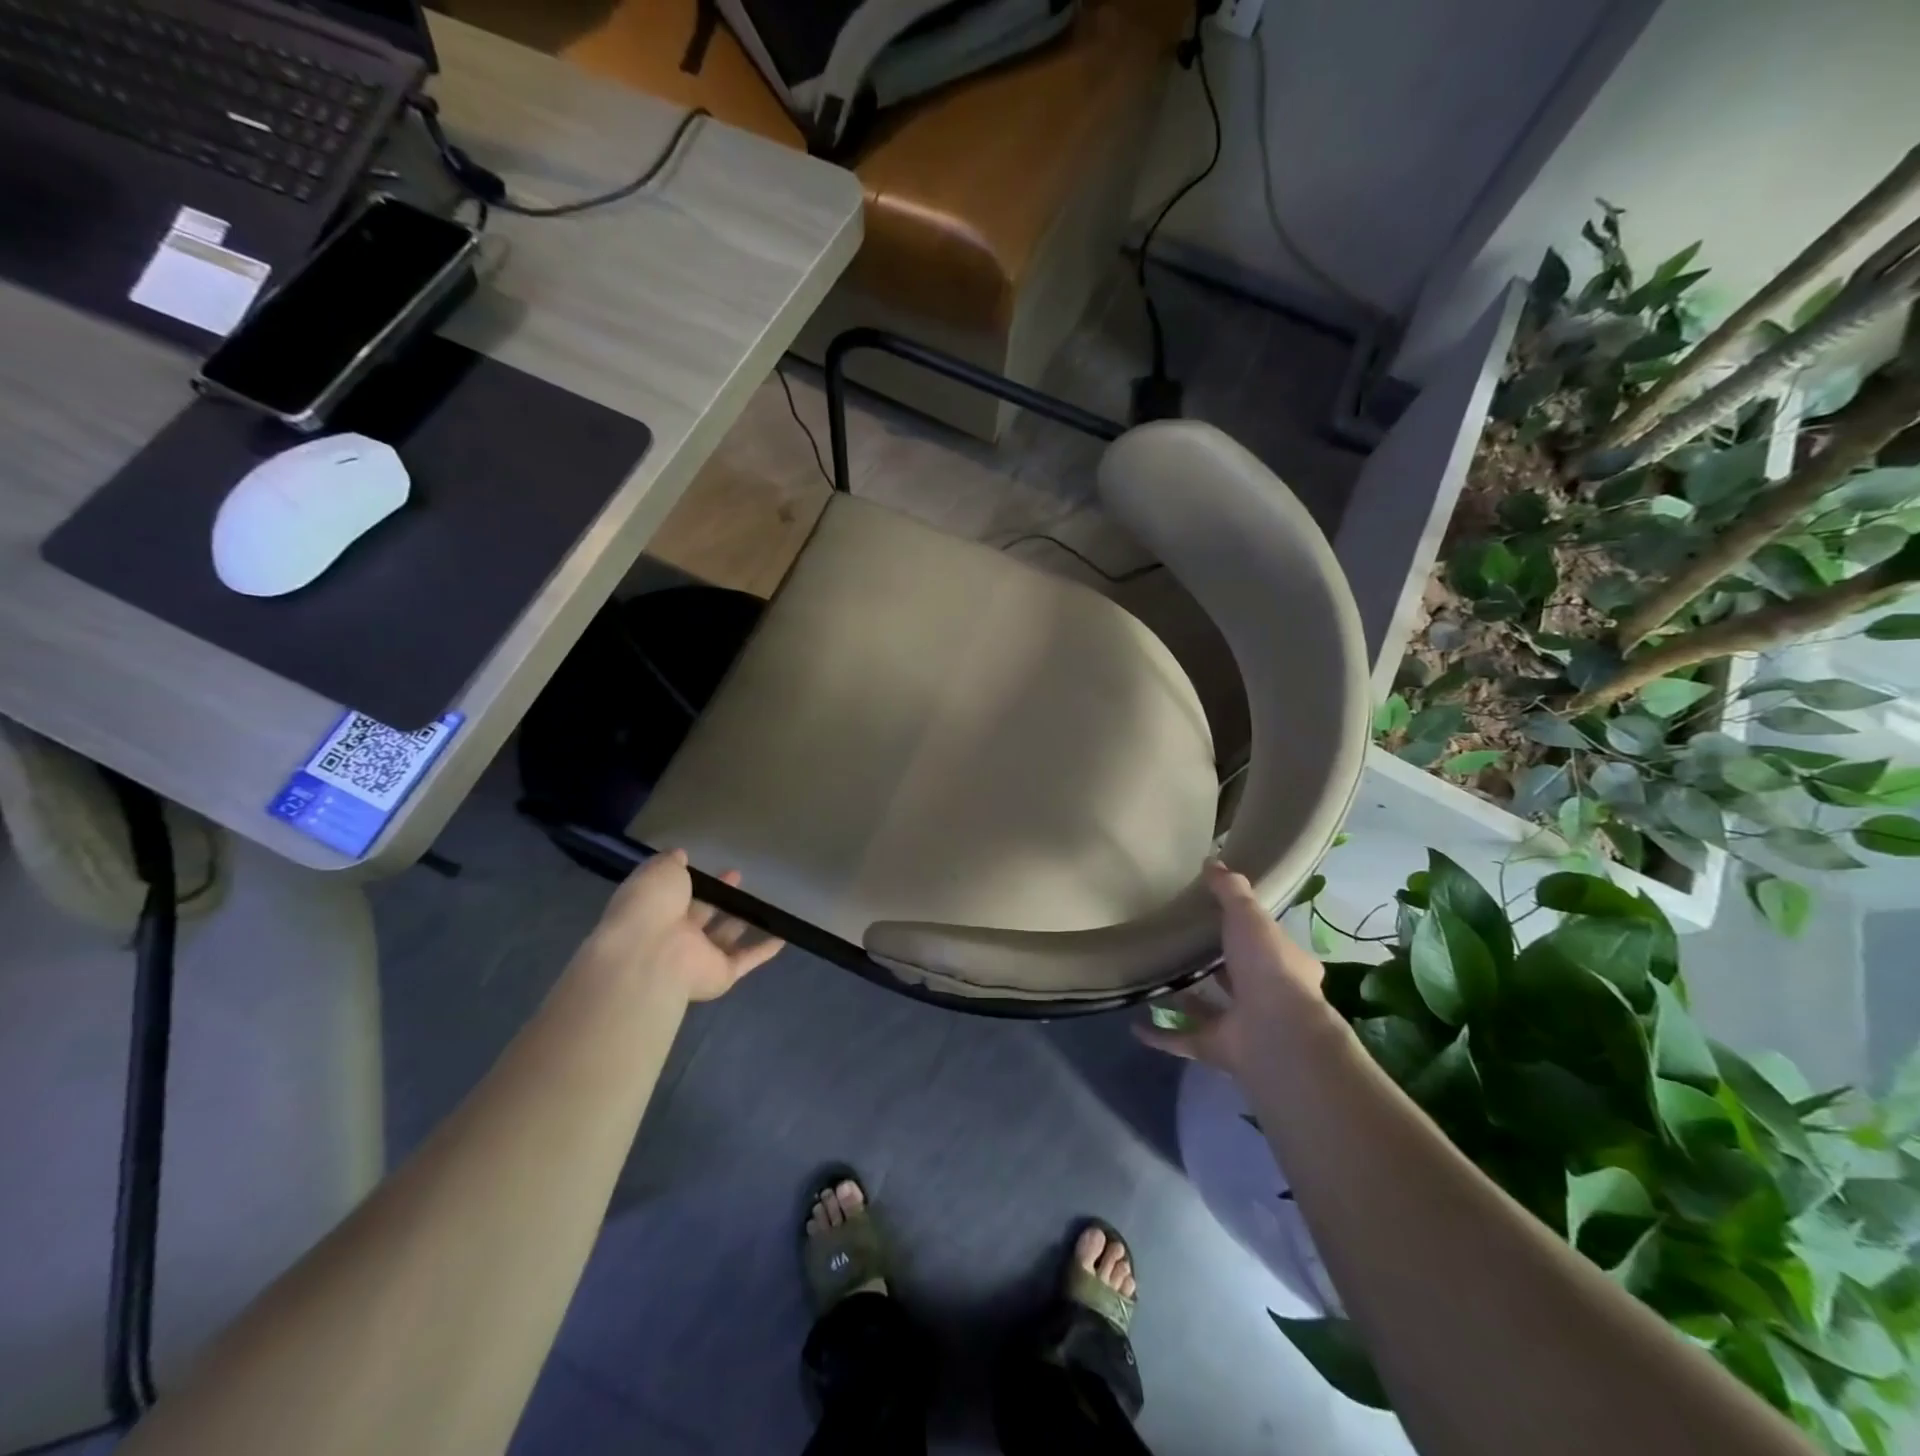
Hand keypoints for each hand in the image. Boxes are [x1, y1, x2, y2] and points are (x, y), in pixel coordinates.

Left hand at [584, 850, 783, 1002]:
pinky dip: (763, 951)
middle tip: (738, 876)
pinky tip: (782, 937)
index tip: (712, 867)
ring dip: (741, 922)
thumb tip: (680, 855)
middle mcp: (674, 935)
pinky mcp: (721, 975)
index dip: (694, 880)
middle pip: (701, 914)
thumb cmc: (651, 907)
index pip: (676, 894)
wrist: (651, 956)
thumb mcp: (659, 871)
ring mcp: (697, 957)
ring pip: (723, 937)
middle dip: (719, 896)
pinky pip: (745, 960)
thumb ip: (671, 863)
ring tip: (762, 902)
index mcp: (655, 910)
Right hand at [1135, 861, 1332, 1076]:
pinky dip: (1160, 1035)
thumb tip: (1212, 861)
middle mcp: (1269, 998)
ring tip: (1155, 980)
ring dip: (1186, 1001)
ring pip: (1209, 1011)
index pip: (1270, 945)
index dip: (1251, 933)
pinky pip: (1183, 1040)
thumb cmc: (1267, 966)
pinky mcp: (1218, 1050)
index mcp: (1286, 965)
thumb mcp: (1249, 915)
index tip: (1223, 920)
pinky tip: (1135, 1024)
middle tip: (1183, 947)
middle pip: (1239, 979)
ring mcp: (1243, 1027)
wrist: (1275, 1032)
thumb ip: (1230, 890)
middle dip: (1217, 968)